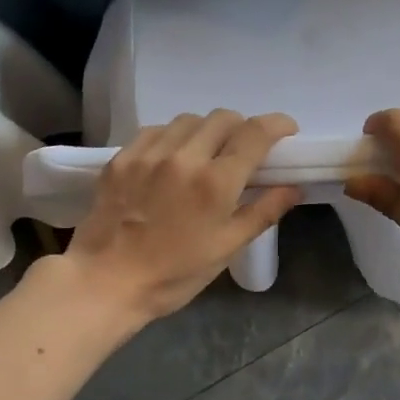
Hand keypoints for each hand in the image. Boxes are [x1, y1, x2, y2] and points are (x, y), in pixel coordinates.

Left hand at [64, 110, 302, 322]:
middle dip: (242, 128)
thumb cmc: (175, 274)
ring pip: (189, 120)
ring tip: (206, 154)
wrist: (106, 282)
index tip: (286, 131)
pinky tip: (172, 159)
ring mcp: (149, 154)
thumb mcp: (227, 248)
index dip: (277, 124)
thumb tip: (293, 188)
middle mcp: (184, 157)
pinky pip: (156, 131)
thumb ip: (263, 212)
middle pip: (223, 118)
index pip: (255, 133)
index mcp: (216, 182)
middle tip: (243, 151)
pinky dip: (173, 137)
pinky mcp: (122, 158)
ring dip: (207, 130)